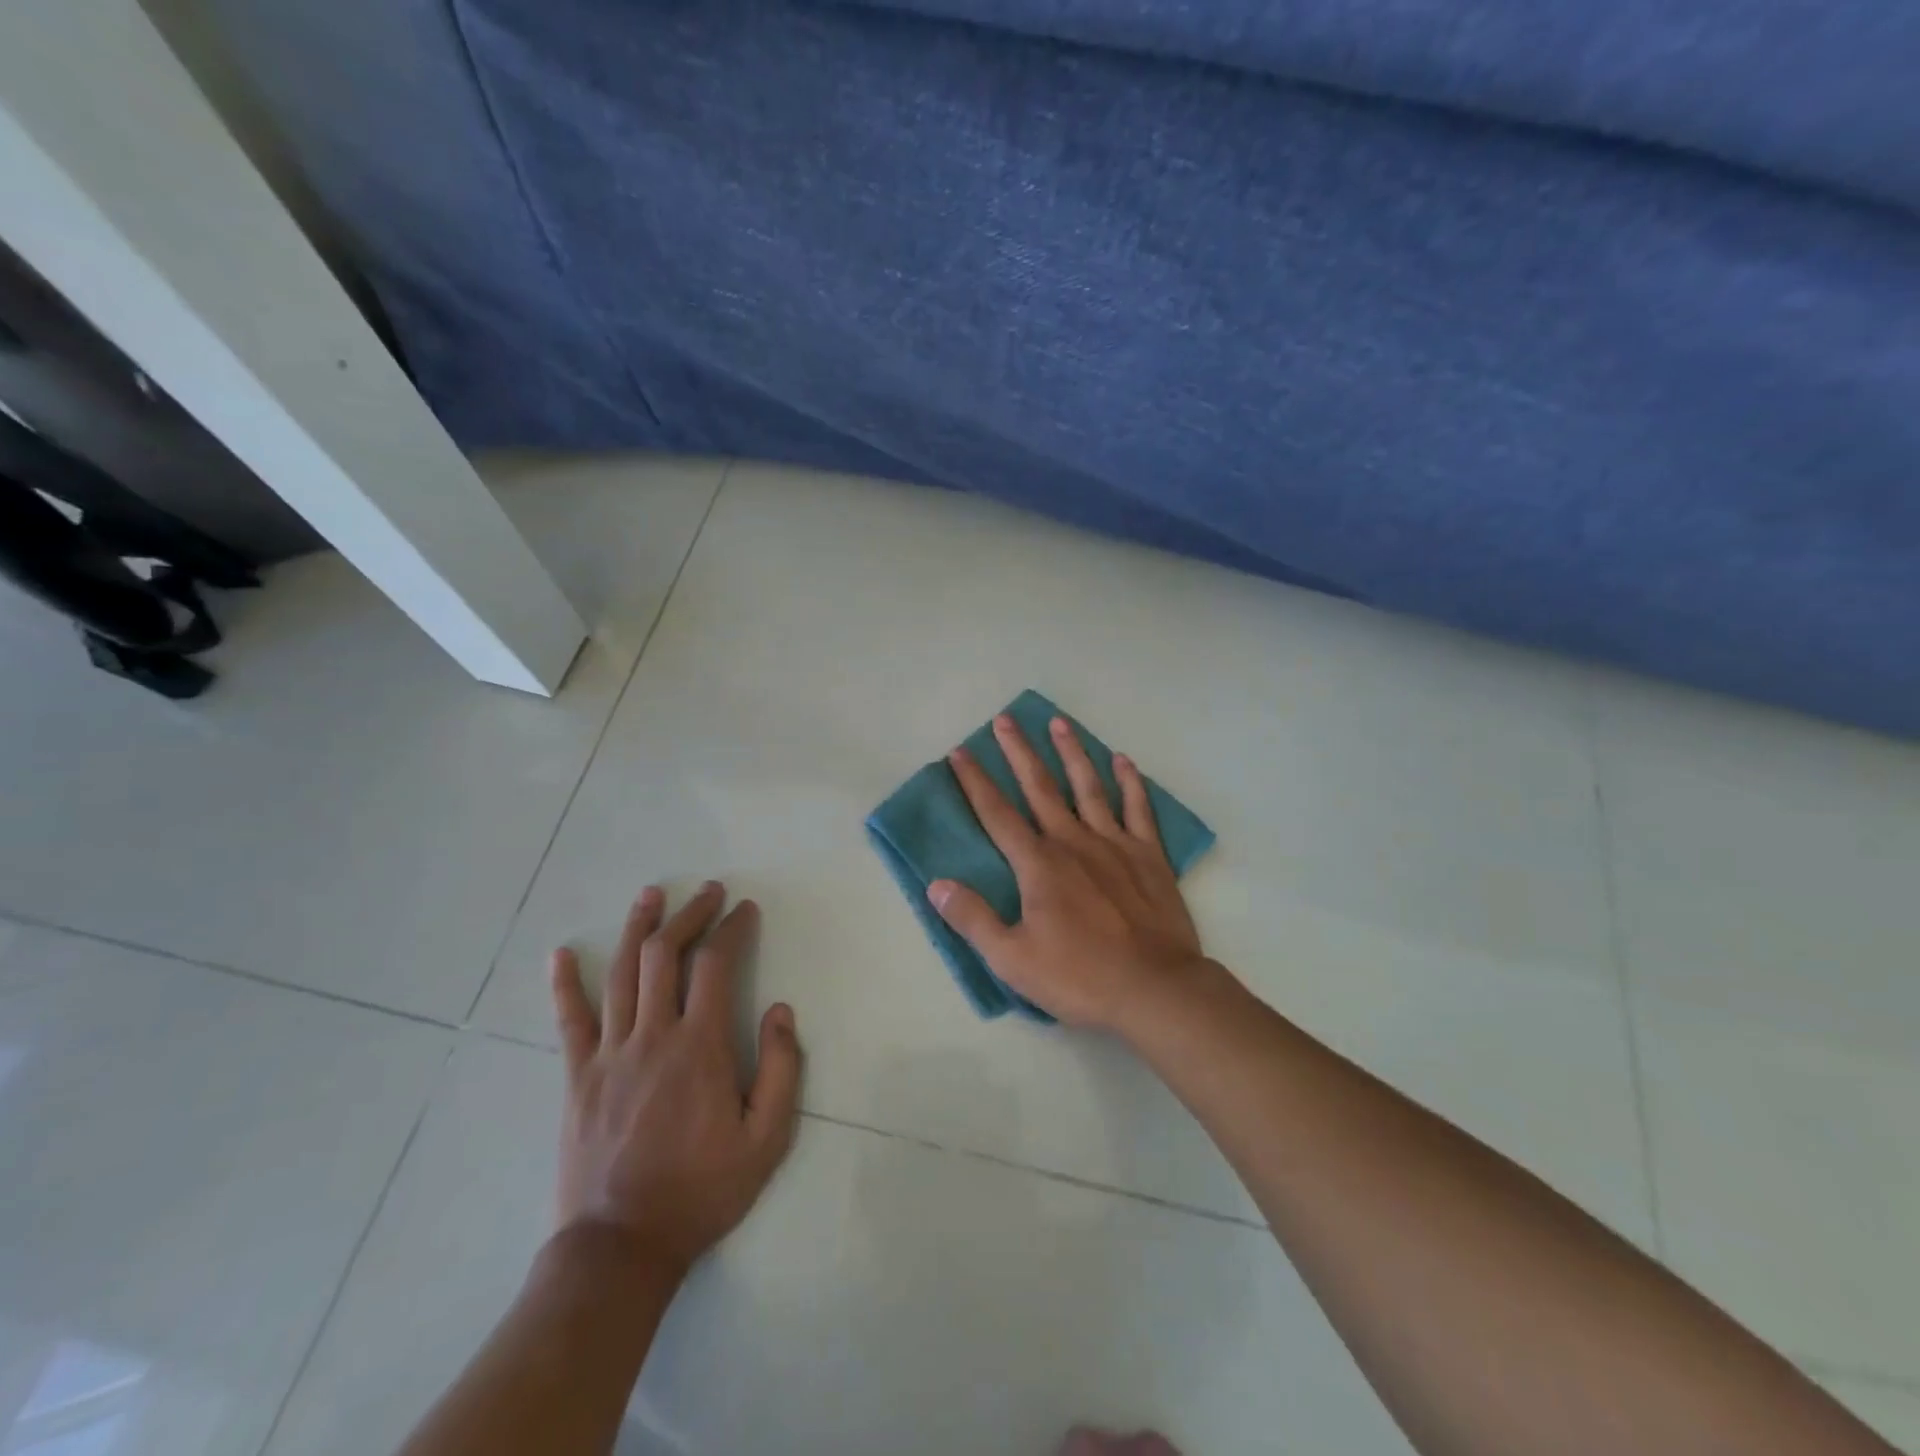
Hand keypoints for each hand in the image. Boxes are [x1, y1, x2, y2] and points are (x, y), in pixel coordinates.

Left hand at [549, 882, 802, 1277]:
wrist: (620, 1247)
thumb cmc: (701, 1191)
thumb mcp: (766, 1140)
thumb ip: (782, 1069)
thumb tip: (781, 1010)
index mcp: (699, 1047)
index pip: (716, 965)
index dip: (732, 929)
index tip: (745, 910)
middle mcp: (652, 1036)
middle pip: (666, 955)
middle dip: (690, 914)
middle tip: (708, 891)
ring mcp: (609, 1054)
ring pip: (622, 974)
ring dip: (638, 928)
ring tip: (651, 895)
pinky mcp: (578, 1078)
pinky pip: (570, 1021)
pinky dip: (565, 984)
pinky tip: (561, 954)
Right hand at [929, 714, 1206, 1032]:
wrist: (1155, 989)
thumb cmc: (1079, 977)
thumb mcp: (1012, 959)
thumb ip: (973, 919)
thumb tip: (936, 885)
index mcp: (1038, 865)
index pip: (997, 814)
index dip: (975, 782)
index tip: (959, 752)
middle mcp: (1073, 842)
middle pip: (1040, 787)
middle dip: (1019, 752)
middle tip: (1005, 719)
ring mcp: (1115, 844)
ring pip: (1088, 787)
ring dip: (1072, 753)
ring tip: (1059, 723)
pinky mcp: (1149, 856)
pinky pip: (1138, 809)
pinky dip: (1131, 783)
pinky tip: (1123, 761)